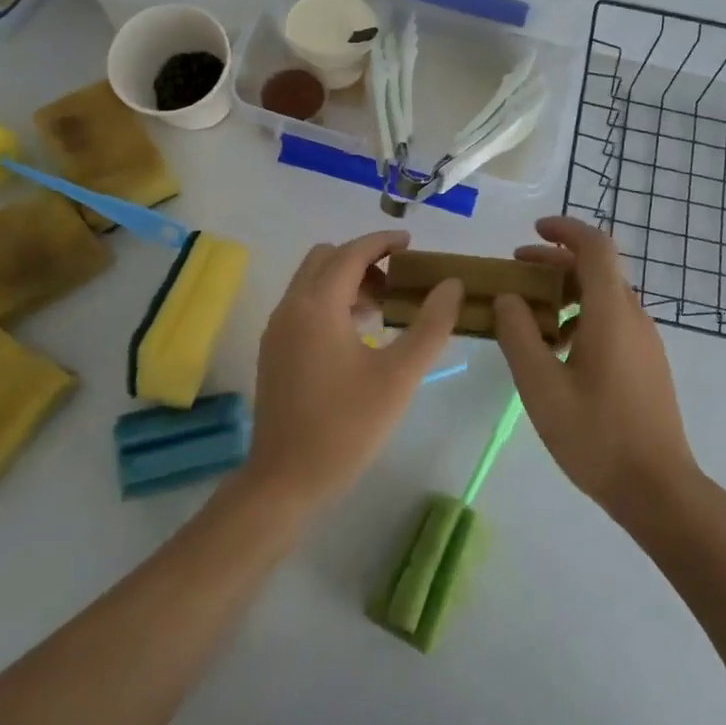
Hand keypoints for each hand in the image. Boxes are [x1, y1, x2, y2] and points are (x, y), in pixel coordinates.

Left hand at [243, 231, 462, 513]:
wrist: (284, 482)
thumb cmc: (345, 427)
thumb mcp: (399, 377)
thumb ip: (430, 326)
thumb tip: (452, 285)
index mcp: (317, 306)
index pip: (351, 253)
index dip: (382, 242)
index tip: (412, 244)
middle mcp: (290, 307)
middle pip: (326, 258)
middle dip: (363, 259)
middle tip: (398, 280)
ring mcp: (277, 330)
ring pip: (312, 282)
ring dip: (346, 280)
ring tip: (384, 307)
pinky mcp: (273, 351)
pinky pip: (303, 305)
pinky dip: (330, 301)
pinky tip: (359, 333)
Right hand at [493, 216, 700, 523]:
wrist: (659, 489)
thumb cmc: (596, 436)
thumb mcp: (541, 387)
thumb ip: (518, 336)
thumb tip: (508, 298)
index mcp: (611, 313)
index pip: (595, 247)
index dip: (565, 229)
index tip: (533, 231)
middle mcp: (634, 316)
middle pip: (597, 268)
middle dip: (555, 261)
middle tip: (516, 270)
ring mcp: (645, 340)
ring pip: (604, 295)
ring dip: (566, 290)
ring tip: (529, 314)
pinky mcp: (647, 362)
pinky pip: (612, 320)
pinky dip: (581, 314)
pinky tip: (557, 349)